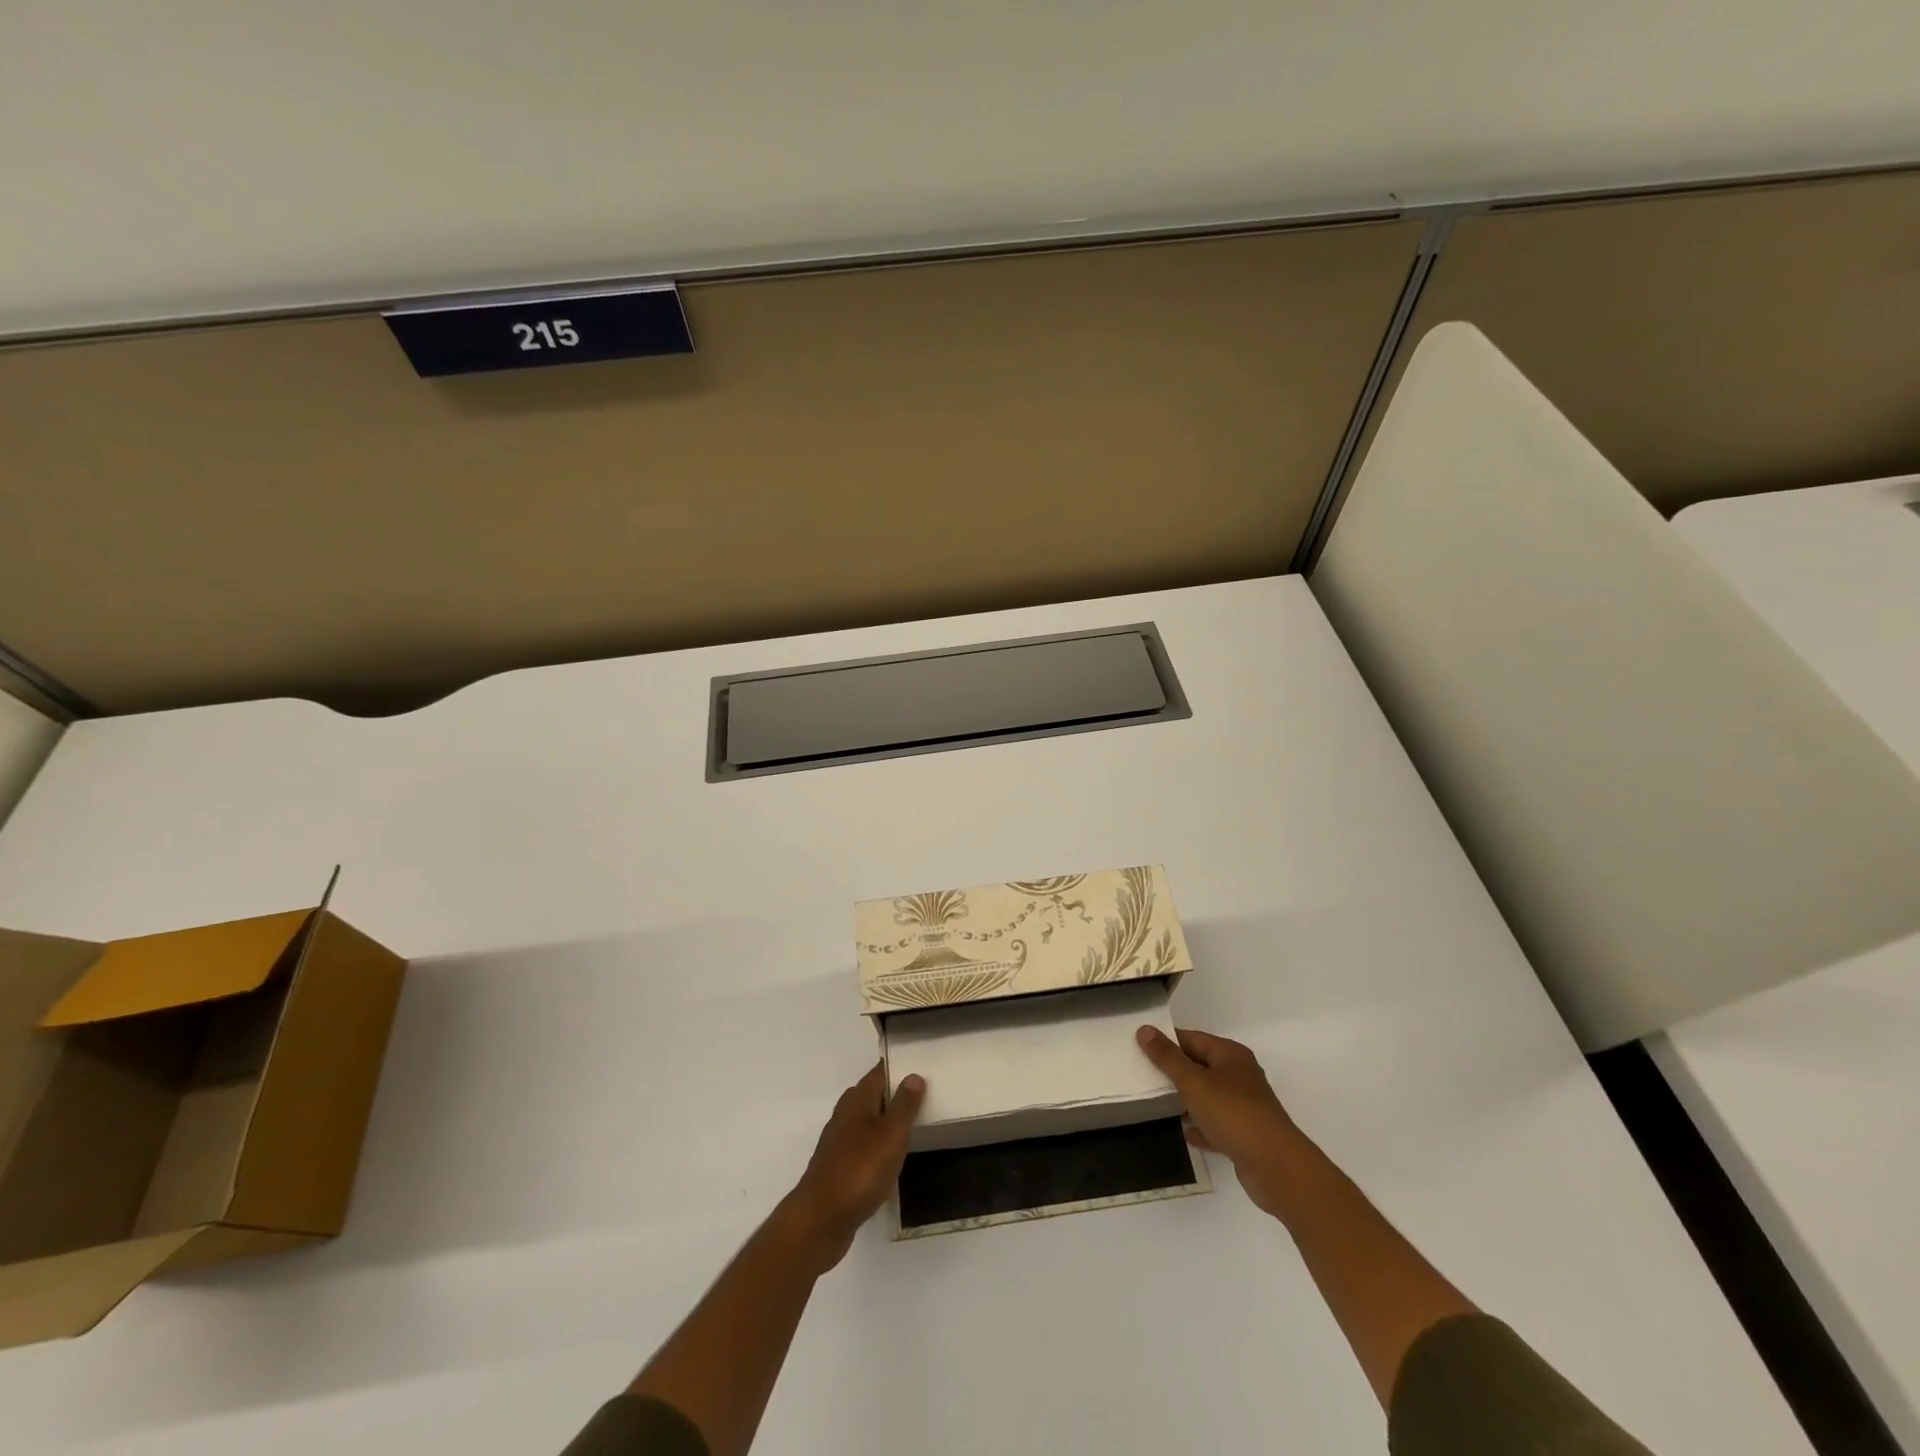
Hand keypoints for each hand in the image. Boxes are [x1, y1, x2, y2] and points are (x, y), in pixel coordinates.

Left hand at [777, 1062, 925, 1273]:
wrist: (821, 1219)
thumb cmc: (860, 1170)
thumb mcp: (891, 1134)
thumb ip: (904, 1105)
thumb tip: (913, 1075)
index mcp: (857, 1099)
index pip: (881, 1072)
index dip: (900, 1067)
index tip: (923, 1065)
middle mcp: (845, 1114)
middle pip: (874, 1095)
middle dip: (896, 1093)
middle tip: (926, 1096)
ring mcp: (839, 1141)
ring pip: (868, 1121)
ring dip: (888, 1121)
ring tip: (915, 1125)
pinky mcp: (839, 1166)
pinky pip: (864, 1145)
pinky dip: (879, 1145)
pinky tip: (892, 1158)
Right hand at [1137, 1025, 1308, 1218]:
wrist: (1276, 1167)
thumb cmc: (1233, 1114)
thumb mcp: (1193, 1082)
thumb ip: (1167, 1057)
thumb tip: (1144, 1029)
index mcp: (1230, 1055)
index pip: (1192, 1038)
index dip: (1167, 1041)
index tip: (1140, 1047)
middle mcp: (1240, 1075)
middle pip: (1201, 1065)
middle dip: (1174, 1070)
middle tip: (1143, 1074)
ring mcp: (1245, 1106)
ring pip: (1208, 1095)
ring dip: (1186, 1099)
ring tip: (1157, 1101)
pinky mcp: (1245, 1134)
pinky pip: (1216, 1124)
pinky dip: (1200, 1125)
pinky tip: (1184, 1132)